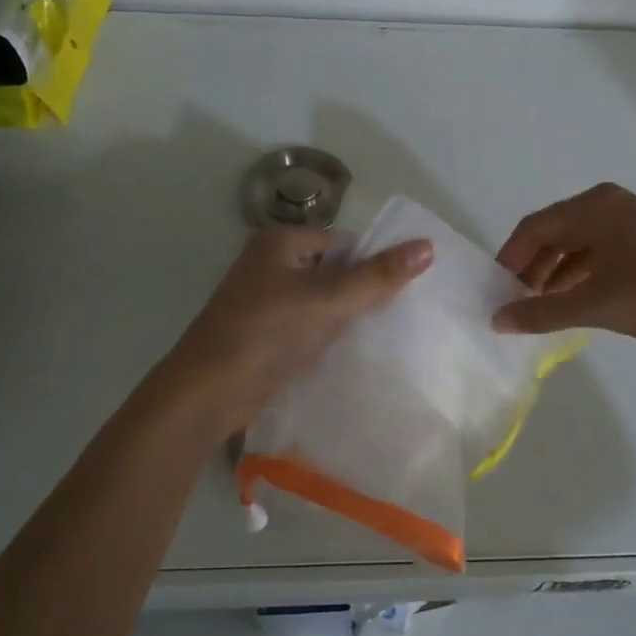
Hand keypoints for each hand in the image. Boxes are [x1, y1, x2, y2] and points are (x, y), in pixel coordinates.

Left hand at [162, 226, 431, 431]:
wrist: (208, 393)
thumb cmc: (265, 335)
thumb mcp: (326, 301)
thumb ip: (377, 276)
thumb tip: (427, 247)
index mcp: (280, 242)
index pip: (344, 243)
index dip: (373, 264)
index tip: (406, 291)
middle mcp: (271, 264)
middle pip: (334, 271)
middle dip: (363, 292)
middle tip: (403, 316)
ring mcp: (266, 300)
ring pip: (323, 301)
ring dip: (348, 317)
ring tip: (386, 335)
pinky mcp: (267, 333)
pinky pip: (309, 325)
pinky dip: (330, 336)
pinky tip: (355, 352)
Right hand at [493, 183, 635, 353]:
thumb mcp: (595, 306)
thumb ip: (541, 313)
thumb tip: (496, 321)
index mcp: (595, 207)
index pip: (534, 227)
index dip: (509, 258)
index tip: (494, 291)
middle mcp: (610, 206)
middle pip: (554, 233)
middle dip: (531, 267)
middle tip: (514, 302)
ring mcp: (632, 224)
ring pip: (577, 245)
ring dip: (554, 275)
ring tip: (539, 308)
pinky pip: (599, 254)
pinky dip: (579, 277)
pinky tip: (572, 303)